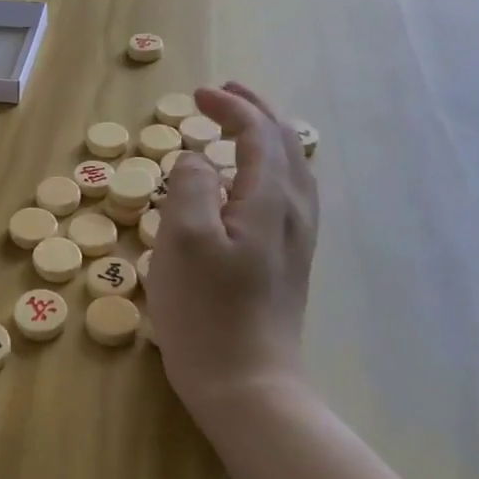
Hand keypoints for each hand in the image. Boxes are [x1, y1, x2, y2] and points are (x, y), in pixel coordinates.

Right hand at [148, 83, 318, 431]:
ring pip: (291, 170)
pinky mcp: (286, 263)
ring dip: (265, 139)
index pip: (258, 133)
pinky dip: (268, 170)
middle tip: (223, 96)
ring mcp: (294, 239)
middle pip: (284, 144)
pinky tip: (250, 185)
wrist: (246, 384)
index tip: (198, 95)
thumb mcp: (184, 240)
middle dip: (254, 113)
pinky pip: (286, 195)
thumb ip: (191, 185)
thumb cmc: (207, 311)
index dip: (230, 108)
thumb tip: (198, 161)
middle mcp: (292, 212)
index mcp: (269, 199)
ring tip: (240, 128)